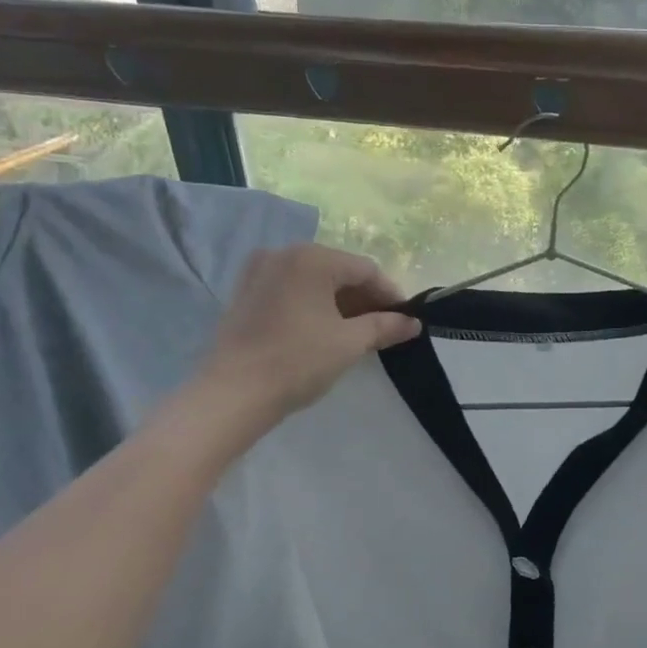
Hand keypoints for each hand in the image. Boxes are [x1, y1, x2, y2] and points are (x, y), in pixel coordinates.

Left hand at [204, 244, 419, 417]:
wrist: (233, 393)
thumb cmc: (298, 361)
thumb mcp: (350, 343)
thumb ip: (385, 326)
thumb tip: (414, 323)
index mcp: (312, 258)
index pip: (366, 270)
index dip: (391, 294)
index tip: (406, 320)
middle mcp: (284, 254)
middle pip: (338, 271)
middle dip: (364, 298)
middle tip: (384, 328)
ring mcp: (259, 271)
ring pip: (314, 280)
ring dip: (339, 302)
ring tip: (357, 332)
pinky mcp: (245, 292)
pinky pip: (291, 290)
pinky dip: (312, 304)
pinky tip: (323, 330)